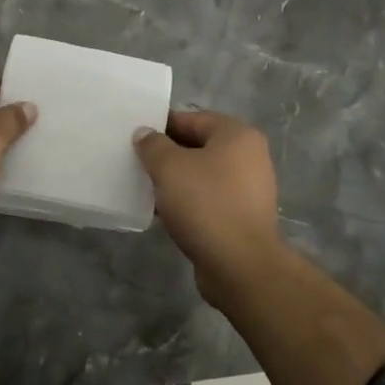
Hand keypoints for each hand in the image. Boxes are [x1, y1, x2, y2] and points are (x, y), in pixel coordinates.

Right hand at [133, 110, 283, 307]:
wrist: (240, 266)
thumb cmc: (206, 204)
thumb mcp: (169, 167)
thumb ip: (153, 145)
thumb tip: (145, 133)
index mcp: (237, 135)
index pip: (191, 119)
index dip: (161, 126)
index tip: (135, 138)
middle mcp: (249, 157)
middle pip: (198, 146)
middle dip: (167, 155)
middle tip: (137, 163)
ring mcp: (249, 189)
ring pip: (202, 175)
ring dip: (176, 181)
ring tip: (146, 188)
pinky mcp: (243, 218)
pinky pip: (209, 200)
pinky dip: (188, 203)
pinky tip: (164, 213)